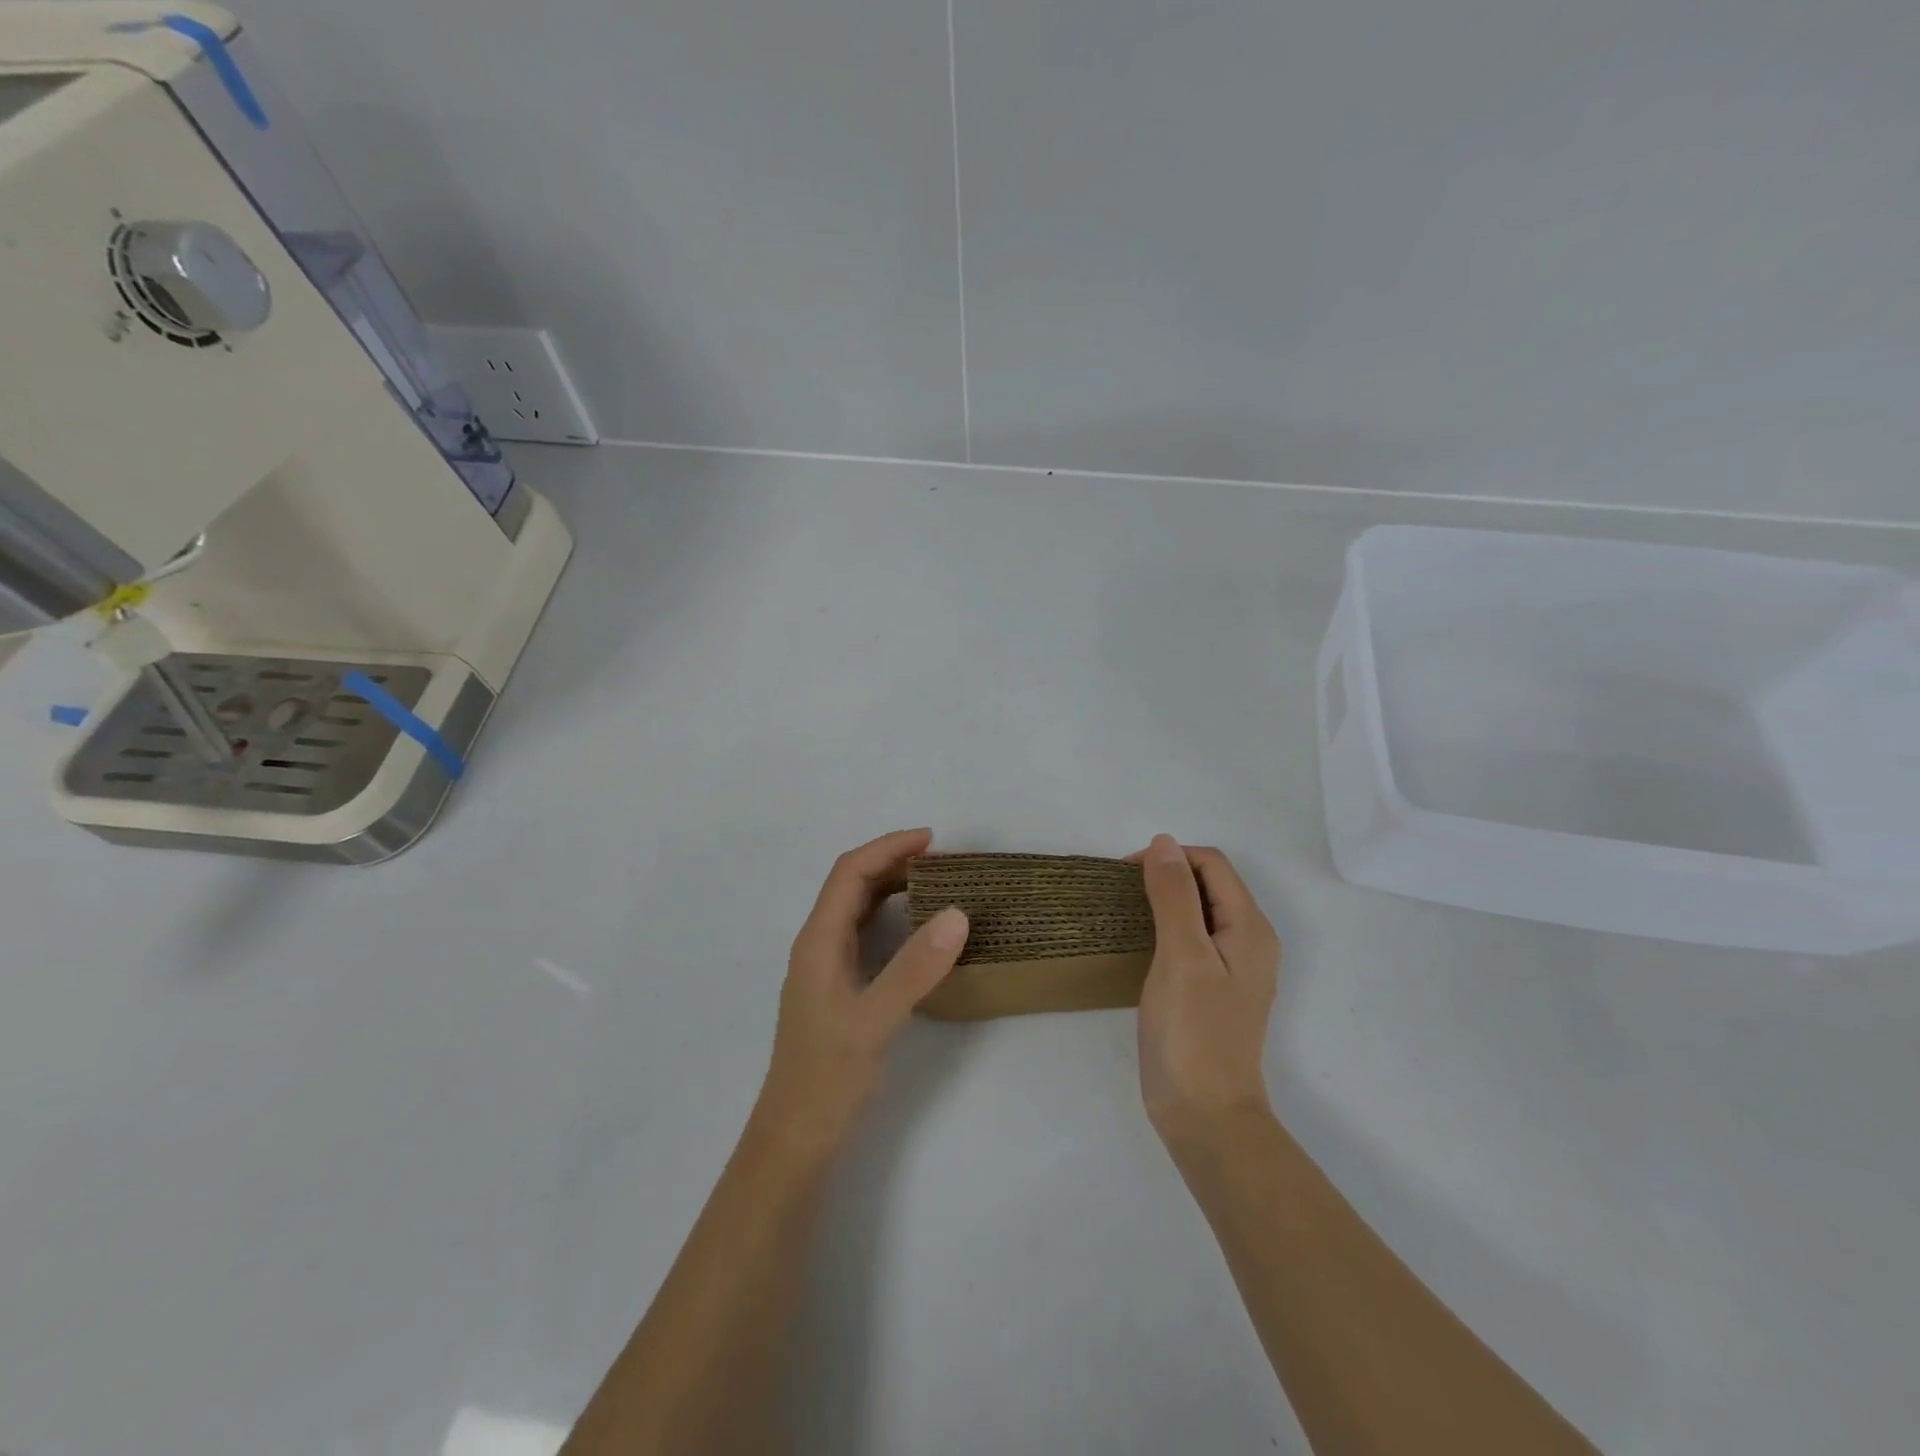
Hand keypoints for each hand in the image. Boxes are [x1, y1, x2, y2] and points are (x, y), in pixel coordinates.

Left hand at [753, 829, 969, 1156]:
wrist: (796, 1138)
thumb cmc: (828, 1077)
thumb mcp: (874, 1021)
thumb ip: (914, 968)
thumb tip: (957, 913)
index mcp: (818, 941)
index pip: (850, 873)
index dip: (888, 848)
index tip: (931, 840)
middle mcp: (818, 945)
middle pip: (852, 885)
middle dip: (893, 862)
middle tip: (943, 860)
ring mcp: (827, 967)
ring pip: (858, 909)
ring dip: (892, 887)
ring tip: (936, 882)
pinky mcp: (839, 988)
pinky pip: (866, 934)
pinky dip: (892, 917)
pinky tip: (918, 929)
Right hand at [1132, 836, 1281, 1142]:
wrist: (1205, 1116)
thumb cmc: (1193, 1033)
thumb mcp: (1182, 956)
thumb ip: (1174, 896)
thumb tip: (1163, 842)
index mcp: (1249, 928)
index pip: (1211, 864)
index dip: (1170, 857)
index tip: (1125, 874)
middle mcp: (1248, 941)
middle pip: (1208, 884)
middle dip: (1166, 875)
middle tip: (1121, 893)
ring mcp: (1233, 968)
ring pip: (1199, 911)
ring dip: (1164, 900)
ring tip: (1125, 912)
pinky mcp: (1214, 990)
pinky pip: (1192, 939)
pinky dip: (1166, 928)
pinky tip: (1140, 944)